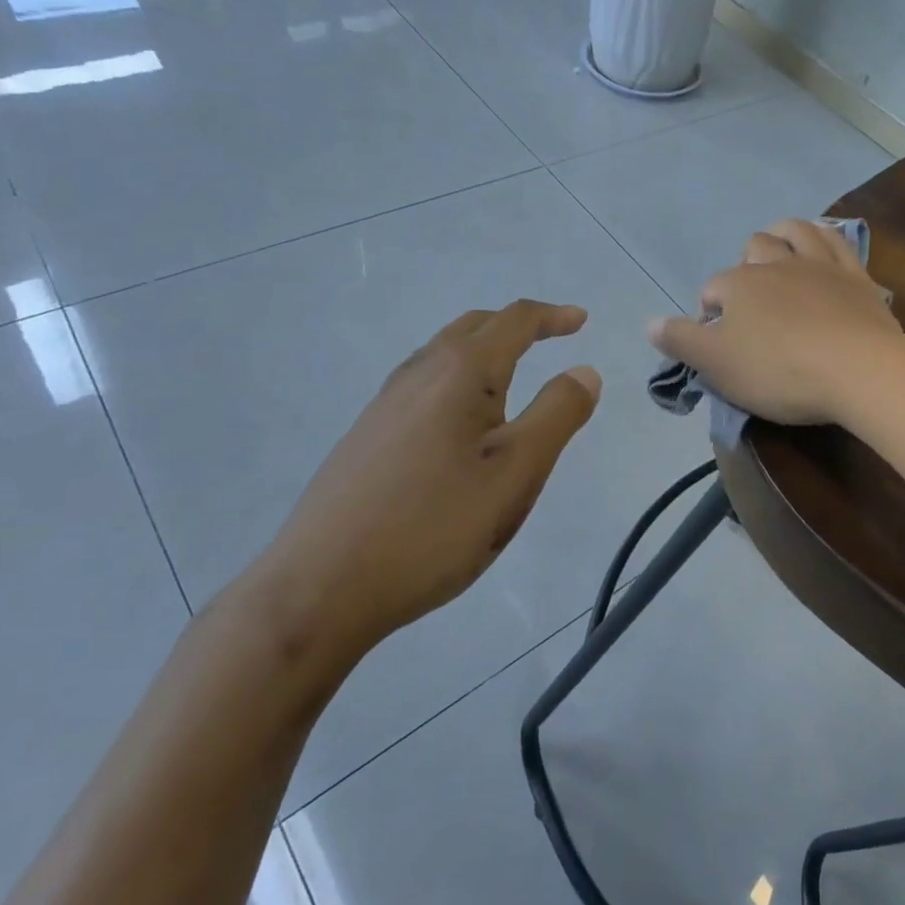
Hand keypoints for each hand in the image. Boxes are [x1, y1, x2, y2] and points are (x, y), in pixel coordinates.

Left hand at [259, 301, 600, 647]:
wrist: (319, 588)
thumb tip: (585, 371)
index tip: (581, 320)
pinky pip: (423, 384)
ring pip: (443, 354)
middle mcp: (419, 373)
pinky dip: (457, 378)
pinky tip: (459, 422)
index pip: (514, 321)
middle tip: (551, 336)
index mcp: (461, 371)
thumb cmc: (435, 525)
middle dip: (517, 325)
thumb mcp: (517, 472)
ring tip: (511, 374)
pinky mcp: (365, 436)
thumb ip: (557, 414)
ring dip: (484, 349)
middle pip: (474, 327)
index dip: (552, 316)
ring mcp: (385, 404)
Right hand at [648, 218, 902, 425]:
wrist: (858, 370)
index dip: (710, 311)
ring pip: (793, 232)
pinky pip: (836, 240)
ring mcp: (819, 264)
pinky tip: (821, 241)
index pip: (713, 289)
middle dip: (744, 267)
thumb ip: (681, 341)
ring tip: (778, 252)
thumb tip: (649, 324)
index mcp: (739, 284)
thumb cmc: (779, 370)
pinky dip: (823, 236)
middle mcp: (776, 263)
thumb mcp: (717, 365)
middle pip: (752, 250)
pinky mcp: (855, 274)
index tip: (718, 341)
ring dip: (780, 236)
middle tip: (750, 301)